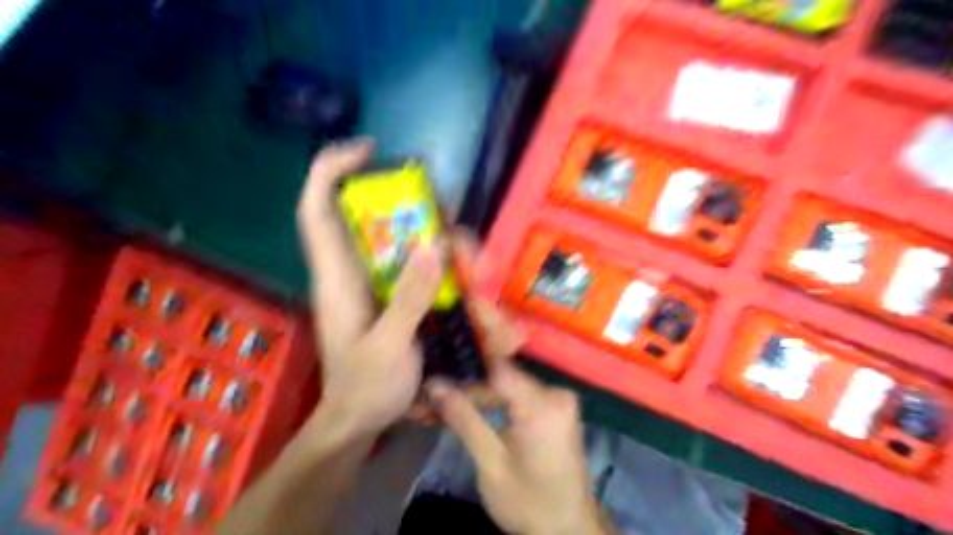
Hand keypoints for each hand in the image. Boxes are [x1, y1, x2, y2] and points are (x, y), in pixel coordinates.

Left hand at [297, 141, 445, 437]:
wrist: (360, 421)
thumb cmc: (364, 389)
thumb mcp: (388, 348)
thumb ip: (409, 299)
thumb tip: (434, 245)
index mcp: (337, 278)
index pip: (318, 209)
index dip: (332, 170)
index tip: (369, 150)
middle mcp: (355, 271)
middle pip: (375, 217)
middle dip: (415, 208)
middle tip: (452, 223)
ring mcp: (377, 283)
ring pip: (404, 239)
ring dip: (439, 239)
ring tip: (473, 262)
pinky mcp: (394, 296)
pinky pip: (419, 264)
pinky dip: (444, 262)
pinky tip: (468, 276)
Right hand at [427, 355, 602, 534]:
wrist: (569, 530)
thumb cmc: (529, 503)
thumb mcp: (490, 464)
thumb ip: (464, 419)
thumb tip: (433, 385)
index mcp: (543, 405)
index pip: (497, 367)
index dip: (463, 367)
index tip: (432, 375)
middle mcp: (555, 393)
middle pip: (500, 380)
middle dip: (464, 391)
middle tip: (427, 403)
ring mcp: (558, 399)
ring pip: (506, 387)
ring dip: (476, 399)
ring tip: (439, 410)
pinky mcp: (555, 408)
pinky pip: (518, 396)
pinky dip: (494, 405)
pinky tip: (469, 413)